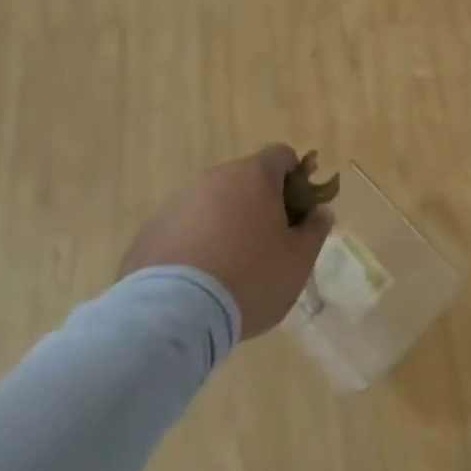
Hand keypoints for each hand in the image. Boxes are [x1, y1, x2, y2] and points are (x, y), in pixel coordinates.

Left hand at [118, 144, 332, 337]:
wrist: (171, 315)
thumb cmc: (249, 278)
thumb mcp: (298, 260)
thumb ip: (315, 230)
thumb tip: (320, 212)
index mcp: (254, 176)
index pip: (282, 155)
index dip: (295, 178)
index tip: (298, 210)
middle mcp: (214, 178)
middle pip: (245, 180)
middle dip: (259, 204)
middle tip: (267, 244)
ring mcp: (177, 202)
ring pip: (212, 204)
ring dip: (225, 223)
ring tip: (228, 268)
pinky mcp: (150, 231)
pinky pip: (184, 228)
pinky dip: (195, 244)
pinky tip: (197, 281)